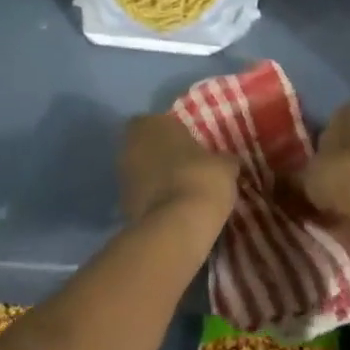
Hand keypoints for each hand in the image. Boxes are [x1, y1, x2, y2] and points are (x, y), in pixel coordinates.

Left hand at [120, 114, 237, 231]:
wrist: (176, 227)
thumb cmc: (201, 179)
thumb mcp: (225, 166)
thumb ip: (222, 159)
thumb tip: (227, 162)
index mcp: (152, 124)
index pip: (160, 121)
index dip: (174, 134)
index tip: (191, 146)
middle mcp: (130, 145)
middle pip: (146, 146)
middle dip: (162, 156)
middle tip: (187, 168)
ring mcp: (122, 176)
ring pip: (141, 172)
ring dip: (156, 179)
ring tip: (182, 192)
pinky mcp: (121, 206)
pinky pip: (141, 196)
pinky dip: (153, 201)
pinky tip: (174, 211)